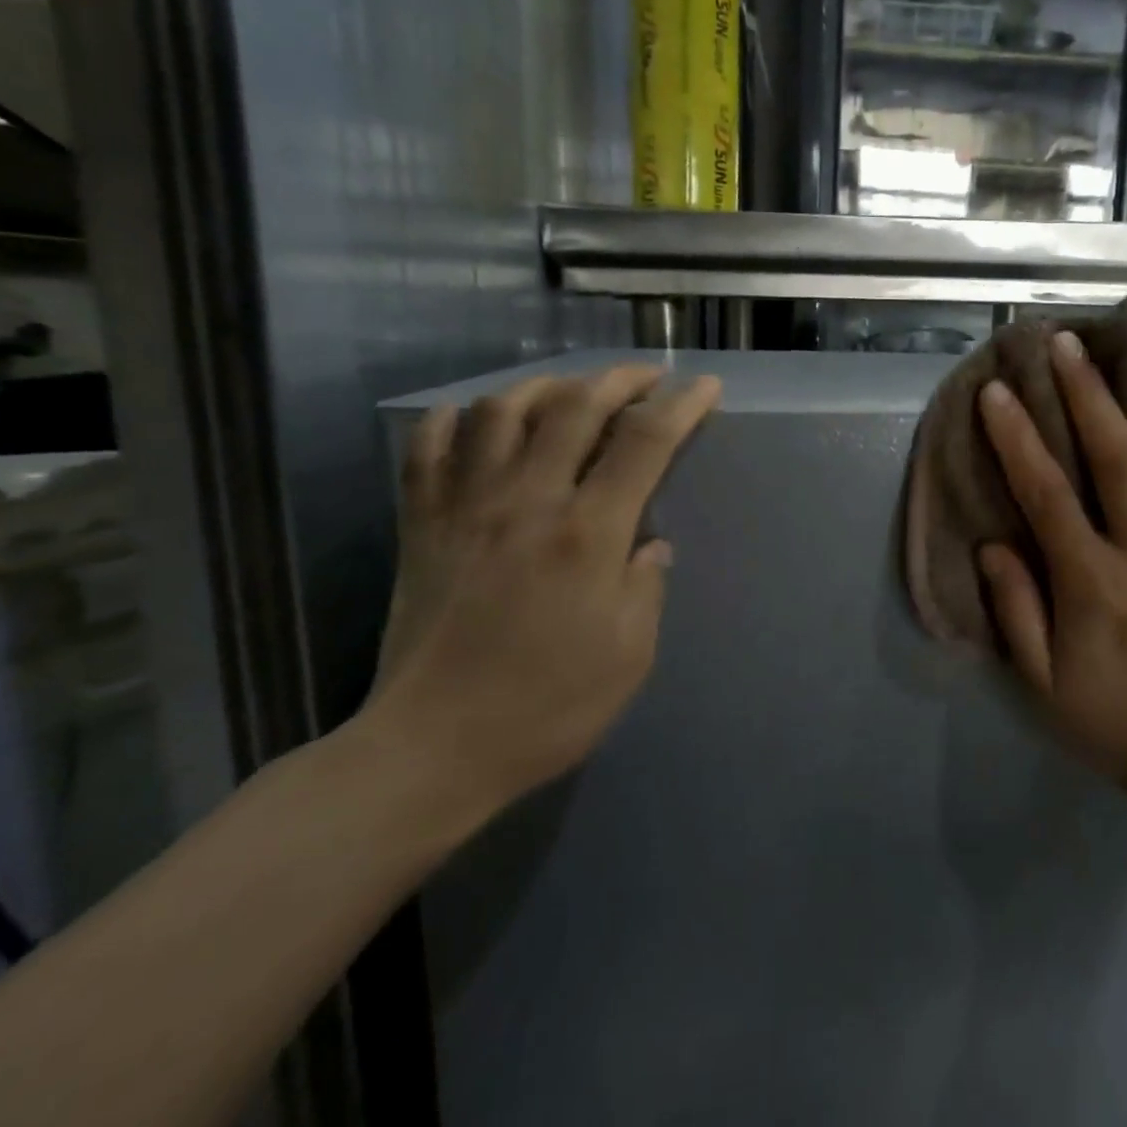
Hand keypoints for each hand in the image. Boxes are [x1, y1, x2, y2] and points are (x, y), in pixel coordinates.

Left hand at [361, 366, 720, 817]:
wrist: (431, 748)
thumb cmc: (546, 707)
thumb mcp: (630, 656)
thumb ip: (646, 586)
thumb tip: (652, 544)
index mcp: (588, 534)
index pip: (644, 442)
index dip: (681, 406)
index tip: (706, 387)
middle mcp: (528, 501)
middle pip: (575, 406)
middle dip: (620, 379)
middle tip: (647, 377)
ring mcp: (466, 507)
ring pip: (500, 411)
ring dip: (544, 386)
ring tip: (570, 389)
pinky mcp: (420, 525)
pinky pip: (428, 448)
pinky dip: (454, 419)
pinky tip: (477, 419)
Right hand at [976, 331, 1126, 794]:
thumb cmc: (1109, 717)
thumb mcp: (1040, 679)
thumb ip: (1015, 608)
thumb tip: (993, 543)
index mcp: (1093, 579)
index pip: (1046, 493)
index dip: (1017, 438)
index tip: (997, 392)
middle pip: (1119, 454)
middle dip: (1089, 392)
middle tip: (1067, 342)